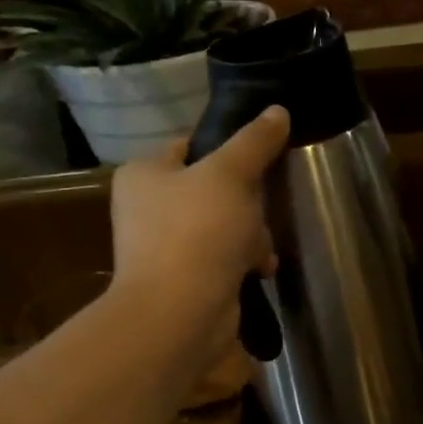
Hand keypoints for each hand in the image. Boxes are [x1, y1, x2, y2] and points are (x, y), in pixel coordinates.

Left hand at [110, 106, 288, 327]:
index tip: (262, 159)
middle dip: (247, 203)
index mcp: (145, 173)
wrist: (180, 313)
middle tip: (262, 211)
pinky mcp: (184, 280)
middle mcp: (147, 208)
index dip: (228, 149)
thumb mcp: (231, 174)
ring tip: (260, 251)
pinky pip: (222, 259)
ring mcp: (164, 247)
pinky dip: (242, 262)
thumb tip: (277, 110)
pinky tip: (259, 270)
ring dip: (250, 236)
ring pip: (223, 226)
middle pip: (213, 189)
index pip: (191, 146)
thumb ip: (254, 142)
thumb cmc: (198, 232)